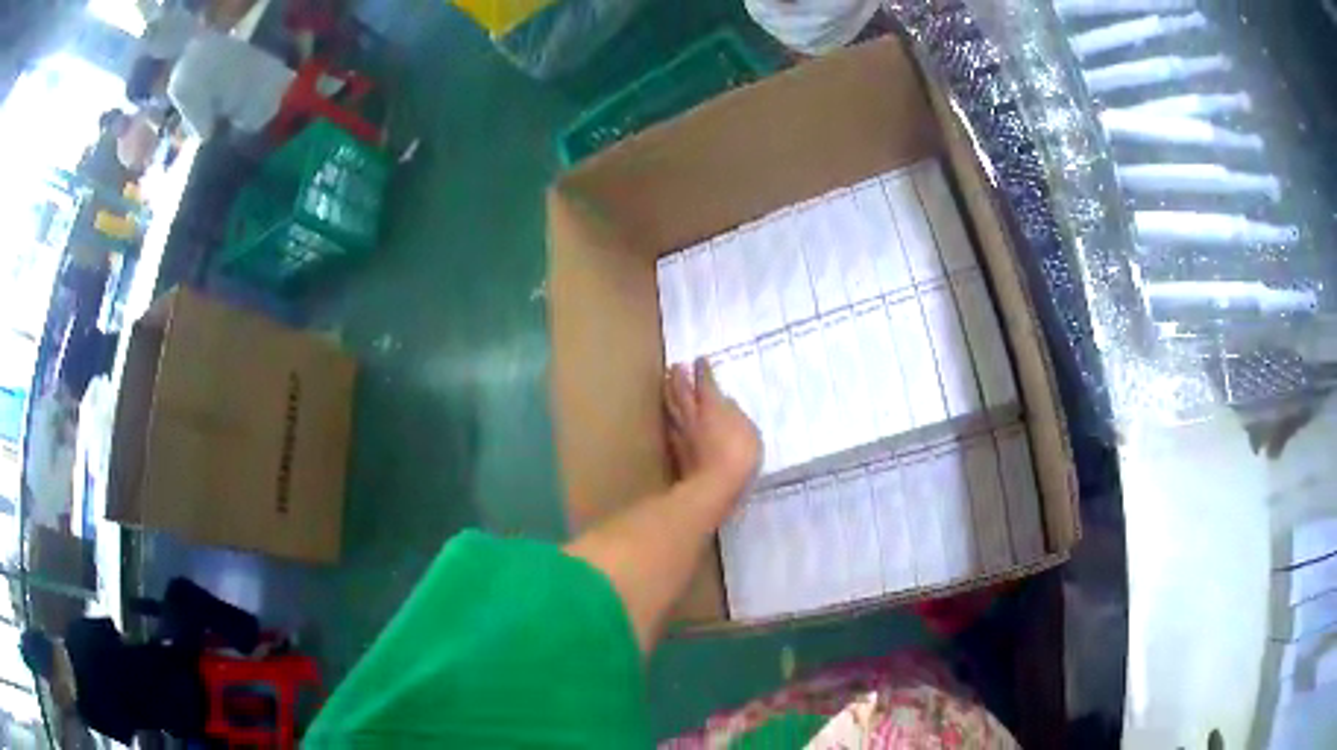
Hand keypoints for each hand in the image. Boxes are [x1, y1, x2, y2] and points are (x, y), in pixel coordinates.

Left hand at [664, 358, 760, 501]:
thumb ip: (736, 414)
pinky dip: (669, 418)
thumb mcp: (749, 430)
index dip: (702, 371)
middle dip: (678, 377)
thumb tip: (726, 403)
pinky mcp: (677, 451)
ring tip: (665, 383)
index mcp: (713, 407)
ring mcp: (683, 434)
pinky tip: (669, 417)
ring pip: (672, 408)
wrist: (714, 487)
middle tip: (674, 366)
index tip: (699, 359)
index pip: (705, 383)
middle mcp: (694, 416)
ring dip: (668, 393)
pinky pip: (671, 427)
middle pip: (682, 392)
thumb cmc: (739, 456)